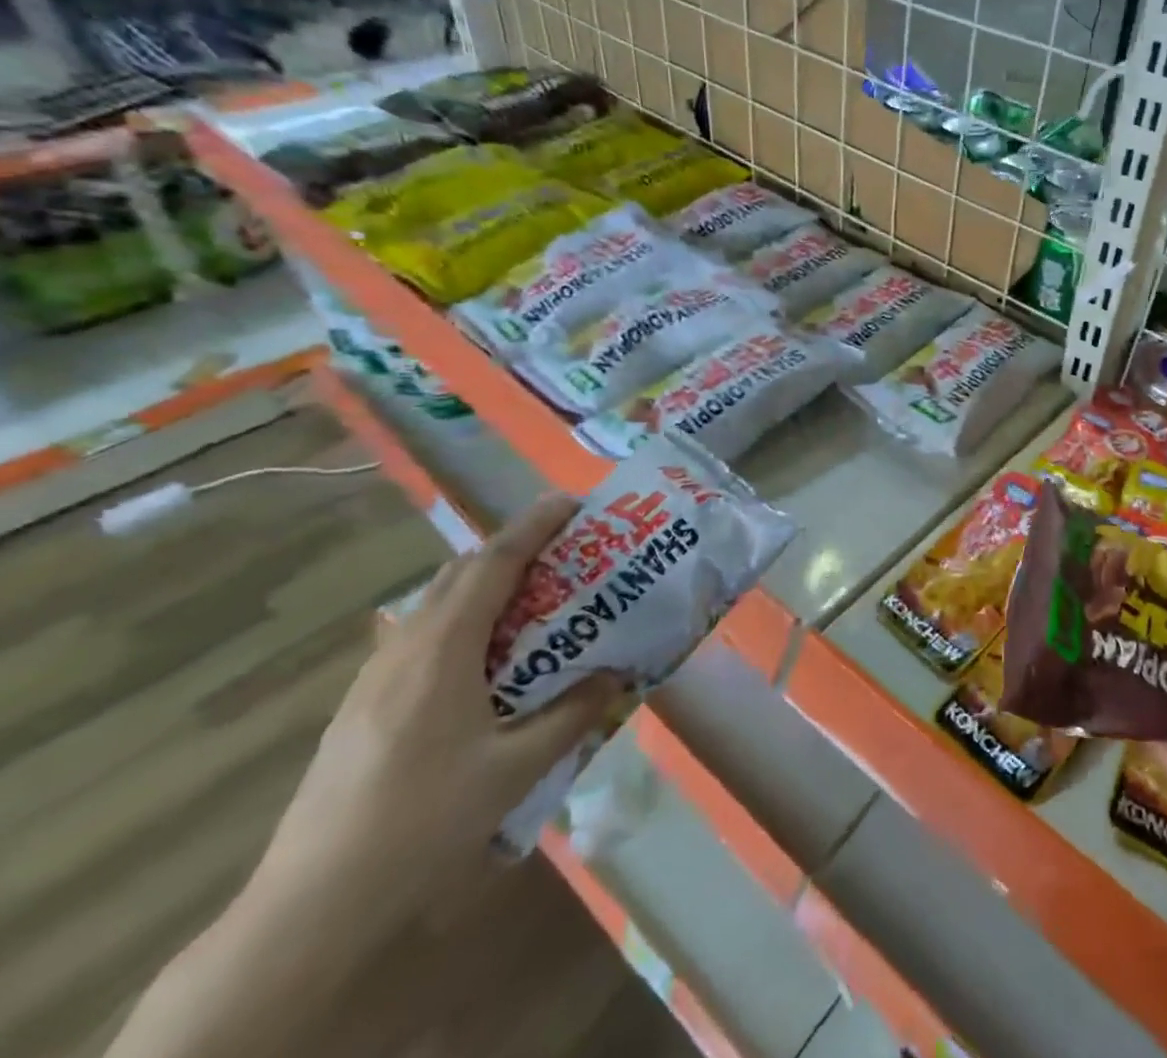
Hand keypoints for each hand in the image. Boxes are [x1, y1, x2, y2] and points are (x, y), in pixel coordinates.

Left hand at [250, 493, 621, 932]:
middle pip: (462, 573)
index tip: (571, 502)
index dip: (534, 526)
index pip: (494, 563)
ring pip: (437, 603)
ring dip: (486, 584)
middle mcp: (405, 647)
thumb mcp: (515, 769)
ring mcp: (375, 675)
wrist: (311, 904)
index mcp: (443, 649)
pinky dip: (463, 620)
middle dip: (513, 547)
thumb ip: (572, 714)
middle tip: (564, 549)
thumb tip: (616, 676)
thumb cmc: (423, 822)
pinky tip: (483, 658)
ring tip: (533, 597)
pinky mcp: (362, 703)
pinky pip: (422, 635)